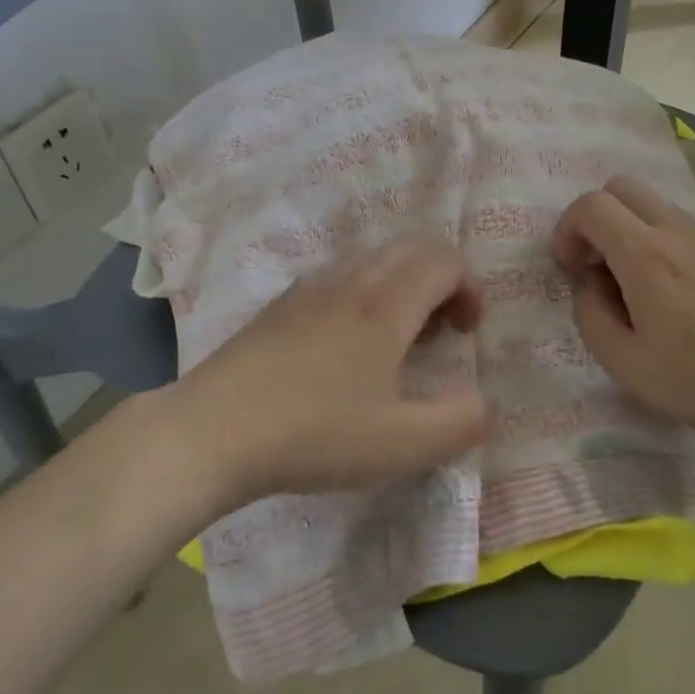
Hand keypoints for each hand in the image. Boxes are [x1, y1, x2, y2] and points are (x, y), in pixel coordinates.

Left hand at [164, 234, 490, 504]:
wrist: (214, 430)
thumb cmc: (316, 434)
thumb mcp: (403, 445)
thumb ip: (460, 423)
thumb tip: (480, 402)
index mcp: (387, 303)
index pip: (445, 259)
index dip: (470, 287)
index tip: (467, 332)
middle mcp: (352, 280)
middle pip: (412, 248)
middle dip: (441, 279)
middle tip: (441, 331)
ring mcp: (310, 286)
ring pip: (373, 259)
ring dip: (402, 284)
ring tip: (397, 340)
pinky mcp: (281, 303)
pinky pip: (339, 277)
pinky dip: (364, 292)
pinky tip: (345, 345)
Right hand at [551, 176, 694, 459]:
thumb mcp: (623, 362)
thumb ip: (590, 313)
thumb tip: (590, 283)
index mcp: (645, 253)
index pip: (590, 205)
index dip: (567, 229)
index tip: (570, 268)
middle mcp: (678, 231)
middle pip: (622, 187)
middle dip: (596, 218)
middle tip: (597, 265)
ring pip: (655, 206)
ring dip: (631, 230)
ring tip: (638, 286)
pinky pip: (684, 228)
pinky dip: (663, 243)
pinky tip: (678, 296)